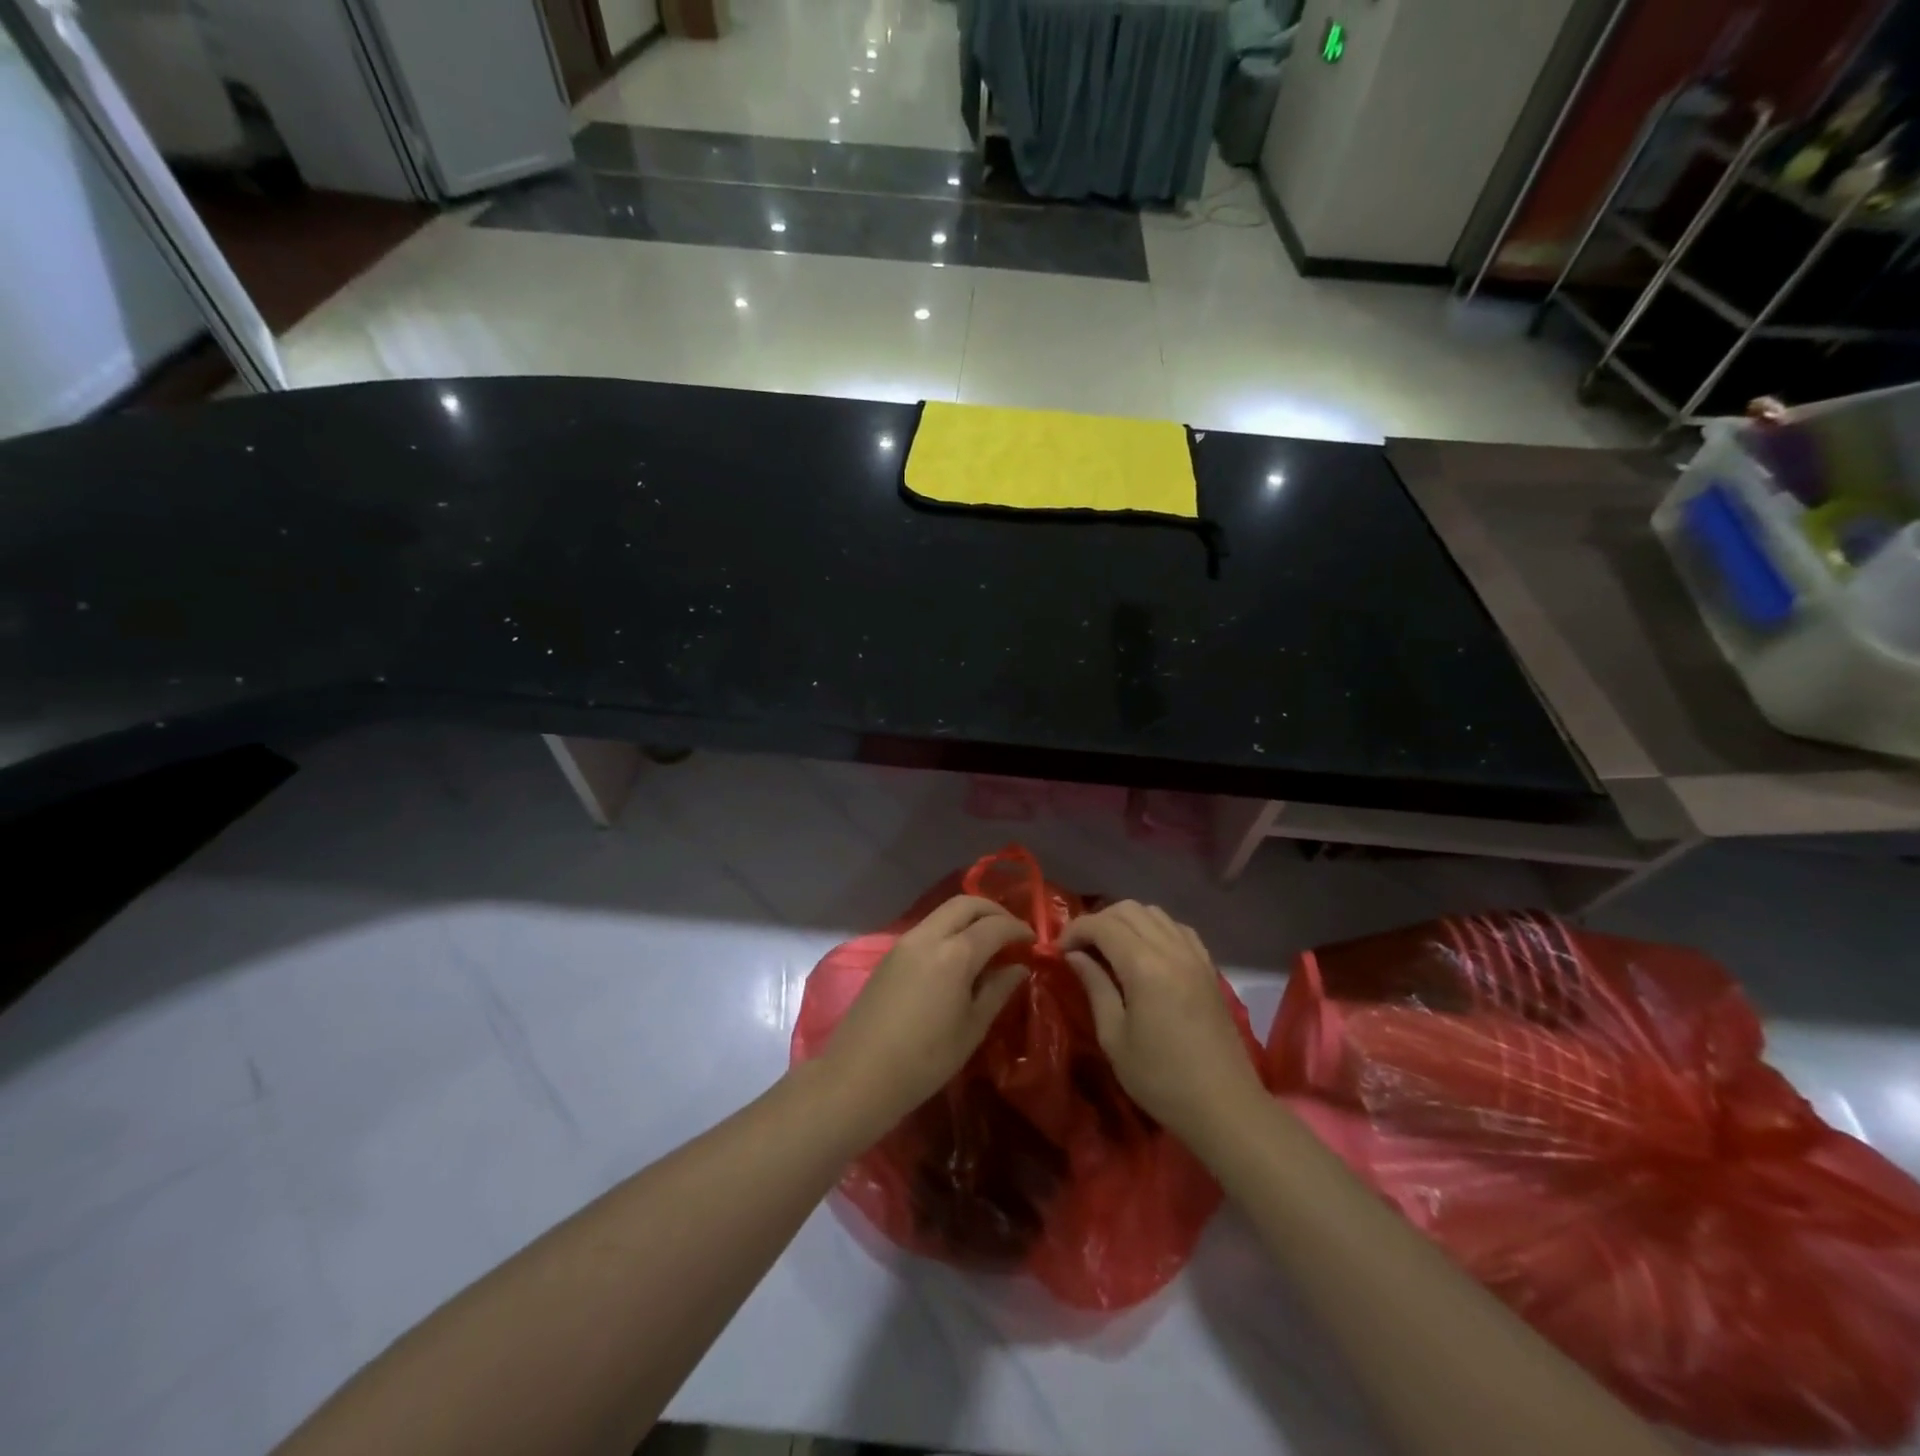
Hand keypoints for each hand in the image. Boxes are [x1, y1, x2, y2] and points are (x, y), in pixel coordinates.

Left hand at [816, 896, 1034, 1133]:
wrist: (859, 1075)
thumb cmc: (925, 1060)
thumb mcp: (972, 1029)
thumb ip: (998, 990)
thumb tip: (1019, 967)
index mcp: (954, 954)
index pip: (995, 926)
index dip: (1018, 929)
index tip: (1034, 940)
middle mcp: (928, 936)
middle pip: (966, 903)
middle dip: (993, 910)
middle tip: (1012, 931)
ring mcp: (905, 942)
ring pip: (944, 912)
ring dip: (970, 917)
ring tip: (988, 942)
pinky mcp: (889, 954)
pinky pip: (928, 927)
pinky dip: (950, 929)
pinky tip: (959, 954)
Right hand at [1060, 902, 1264, 1144]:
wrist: (1224, 1105)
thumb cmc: (1161, 1078)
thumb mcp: (1114, 1037)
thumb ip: (1094, 987)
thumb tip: (1074, 956)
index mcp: (1144, 966)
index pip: (1102, 925)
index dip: (1074, 930)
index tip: (1058, 951)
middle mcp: (1171, 949)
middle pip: (1128, 909)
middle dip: (1098, 921)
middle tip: (1080, 949)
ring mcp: (1194, 955)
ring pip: (1154, 913)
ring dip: (1125, 921)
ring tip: (1109, 948)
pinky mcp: (1208, 967)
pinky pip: (1177, 928)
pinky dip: (1154, 928)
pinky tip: (1145, 952)